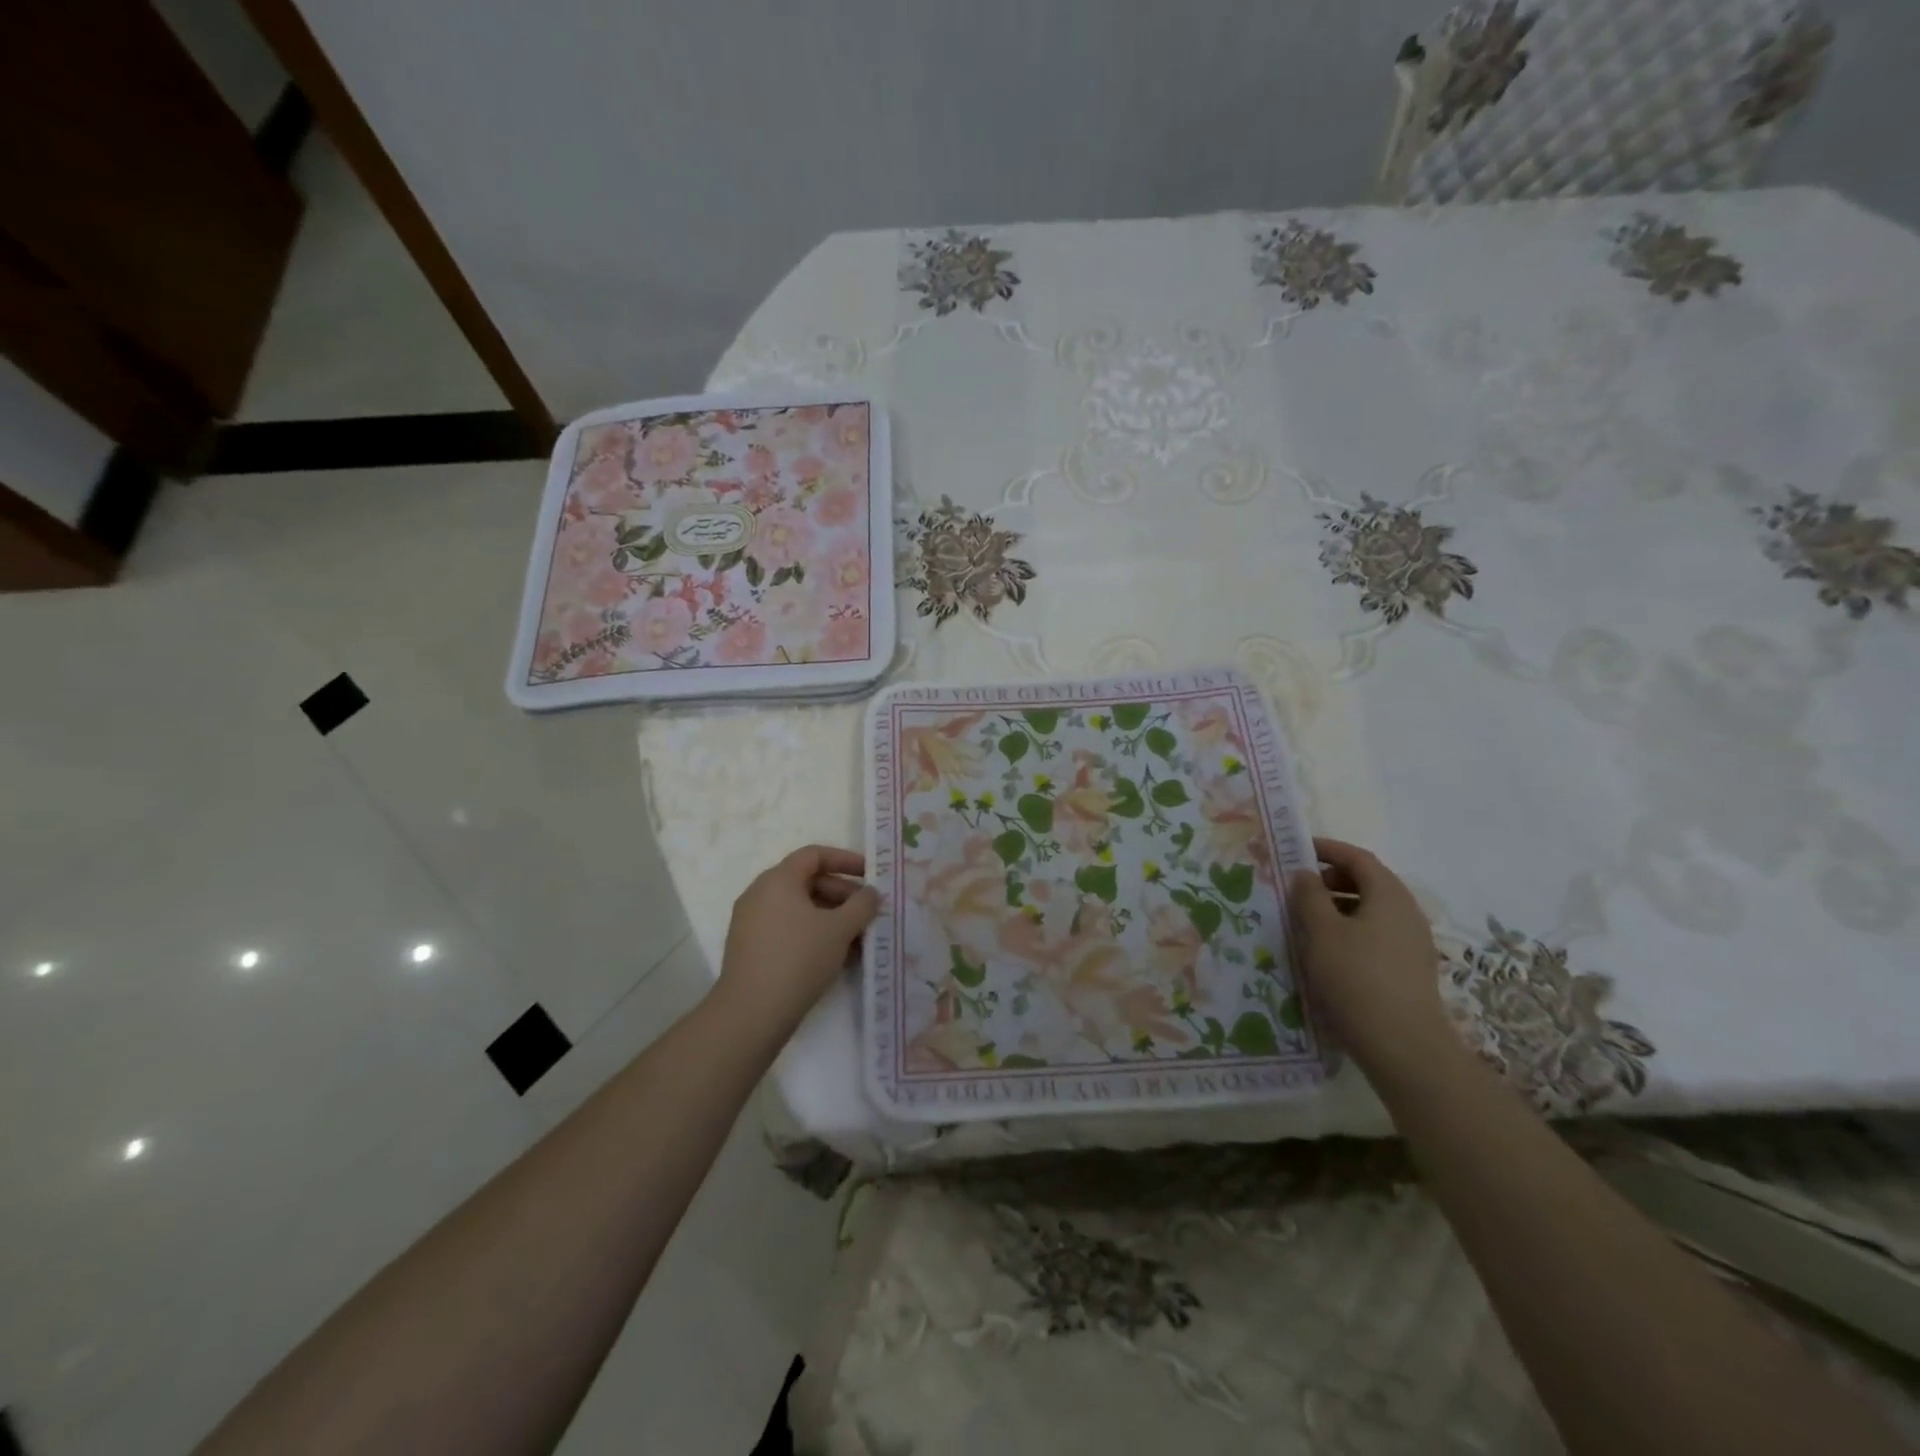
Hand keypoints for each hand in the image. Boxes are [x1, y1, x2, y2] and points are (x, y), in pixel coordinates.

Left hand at [715, 845, 879, 1036]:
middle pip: (808, 881)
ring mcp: (752, 922)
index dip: (845, 860)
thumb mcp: (840, 929)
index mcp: (778, 880)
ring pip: (800, 909)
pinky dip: (813, 934)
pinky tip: (837, 957)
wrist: (752, 1012)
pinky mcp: (751, 948)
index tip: (870, 874)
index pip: (814, 855)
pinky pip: (788, 929)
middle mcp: (760, 894)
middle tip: (868, 913)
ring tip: (859, 940)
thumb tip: (871, 893)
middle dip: (842, 894)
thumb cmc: (799, 958)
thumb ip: (862, 905)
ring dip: (832, 918)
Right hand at [1288, 837, 1461, 1092]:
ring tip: (1307, 920)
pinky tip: (1328, 951)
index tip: (1297, 850)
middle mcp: (1407, 912)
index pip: (1358, 858)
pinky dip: (1351, 929)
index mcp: (1389, 895)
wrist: (1403, 1046)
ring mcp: (1412, 942)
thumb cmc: (1356, 978)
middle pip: (1368, 882)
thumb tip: (1305, 874)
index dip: (1328, 849)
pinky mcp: (1409, 968)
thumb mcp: (1321, 932)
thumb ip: (1309, 896)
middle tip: (1298, 887)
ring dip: (1339, 906)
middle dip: (1332, 878)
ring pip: (1372, 910)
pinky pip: (1377, 933)